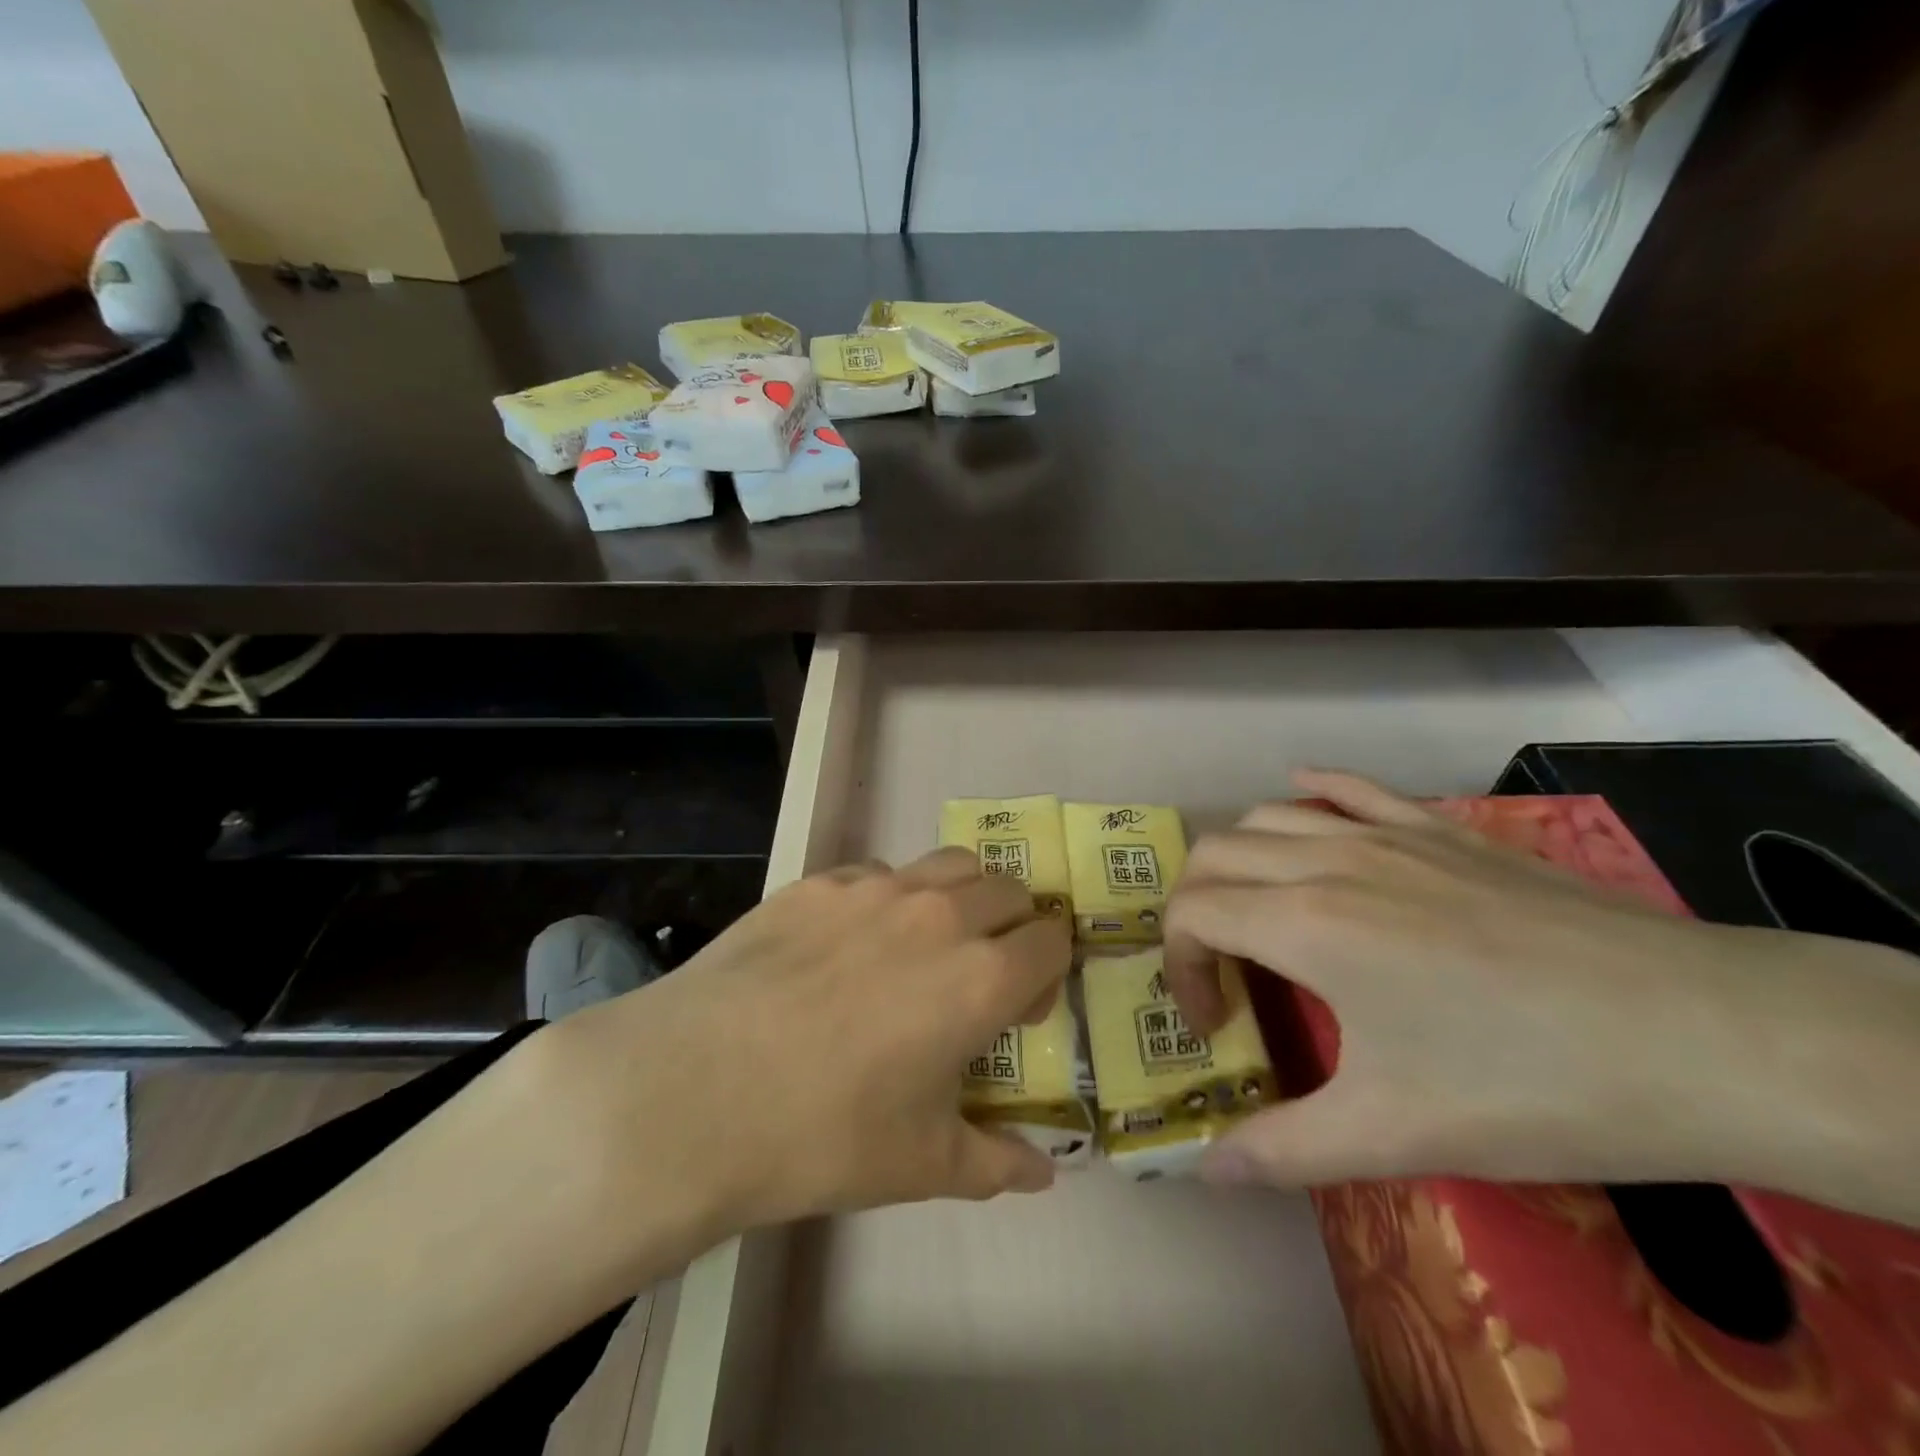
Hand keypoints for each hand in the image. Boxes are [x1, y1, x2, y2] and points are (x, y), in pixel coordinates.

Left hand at [528, 848, 1069, 1259]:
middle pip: (1008, 889)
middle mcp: (940, 915)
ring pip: (949, 864)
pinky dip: (888, 897)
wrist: (696, 1091)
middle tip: (979, 972)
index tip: (1020, 1008)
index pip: (1052, 940)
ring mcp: (875, 888)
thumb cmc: (824, 1135)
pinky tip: (847, 944)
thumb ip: (996, 1163)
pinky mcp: (818, 881)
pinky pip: (876, 873)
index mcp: (981, 977)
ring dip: (959, 896)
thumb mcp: (922, 1165)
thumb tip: (1044, 1173)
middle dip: (1012, 925)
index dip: (1048, 970)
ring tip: (925, 942)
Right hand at [1163, 770, 1919, 1203]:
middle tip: (1224, 971)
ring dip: (1239, 860)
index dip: (1180, 969)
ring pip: (1268, 816)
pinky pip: (1350, 787)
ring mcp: (1387, 834)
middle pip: (1214, 854)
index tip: (1215, 1025)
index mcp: (1305, 924)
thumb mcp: (1396, 1134)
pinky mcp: (1439, 828)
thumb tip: (1204, 1172)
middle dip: (1194, 908)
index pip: (1191, 914)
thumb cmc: (1532, 1085)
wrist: (1705, 1036)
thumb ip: (1284, 1149)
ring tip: (1259, 913)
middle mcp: (1327, 861)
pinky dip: (1310, 793)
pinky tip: (1304, 802)